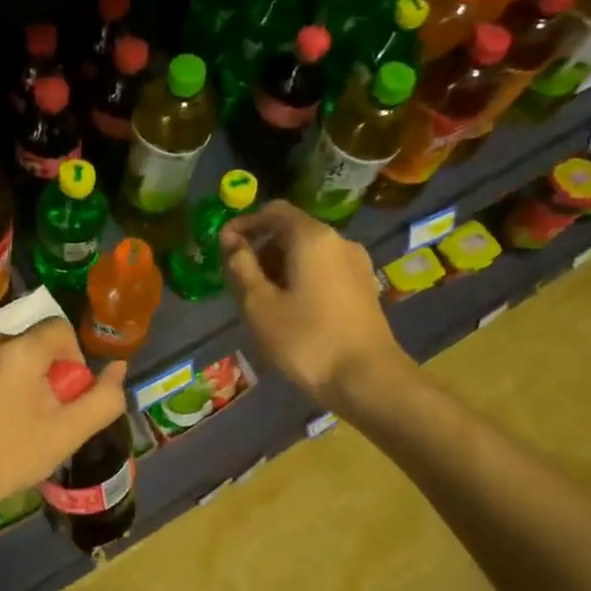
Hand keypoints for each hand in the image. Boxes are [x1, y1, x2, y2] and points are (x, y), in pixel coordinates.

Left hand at [0, 319, 127, 527]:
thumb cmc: (8, 458)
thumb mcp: (66, 434)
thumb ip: (102, 398)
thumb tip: (118, 367)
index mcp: (17, 350)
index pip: (59, 329)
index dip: (71, 360)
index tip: (62, 396)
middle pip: (26, 341)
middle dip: (38, 369)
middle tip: (35, 411)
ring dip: (7, 373)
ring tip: (3, 415)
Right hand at [220, 201, 412, 412]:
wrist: (367, 379)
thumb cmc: (306, 339)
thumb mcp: (259, 304)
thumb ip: (241, 266)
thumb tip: (231, 240)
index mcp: (313, 238)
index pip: (274, 211)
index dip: (244, 223)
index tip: (223, 247)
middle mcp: (339, 241)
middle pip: (292, 231)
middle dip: (261, 248)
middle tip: (238, 280)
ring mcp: (356, 265)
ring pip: (308, 253)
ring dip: (279, 267)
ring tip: (260, 300)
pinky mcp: (363, 288)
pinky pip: (324, 271)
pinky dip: (300, 279)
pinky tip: (288, 311)